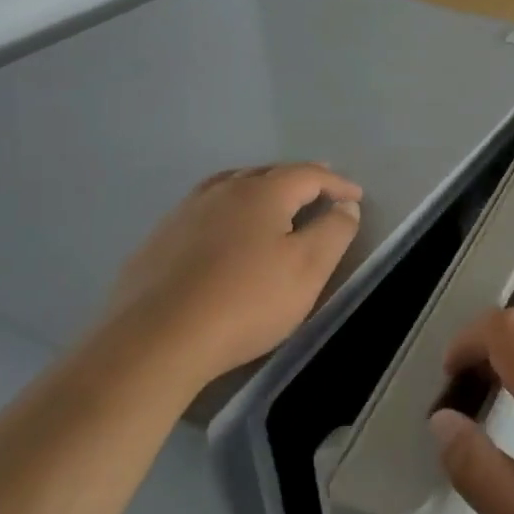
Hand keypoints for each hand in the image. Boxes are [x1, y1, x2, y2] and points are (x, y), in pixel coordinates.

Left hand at [104, 163, 362, 388]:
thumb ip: (334, 231)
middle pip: (269, 173)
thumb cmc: (246, 301)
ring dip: (260, 188)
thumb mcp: (308, 269)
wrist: (156, 339)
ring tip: (274, 199)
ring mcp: (185, 212)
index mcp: (262, 192)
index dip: (337, 184)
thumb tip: (345, 205)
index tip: (356, 197)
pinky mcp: (159, 239)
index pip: (309, 174)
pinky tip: (225, 230)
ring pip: (232, 186)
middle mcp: (223, 190)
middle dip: (299, 179)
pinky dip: (228, 210)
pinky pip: (205, 210)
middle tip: (320, 188)